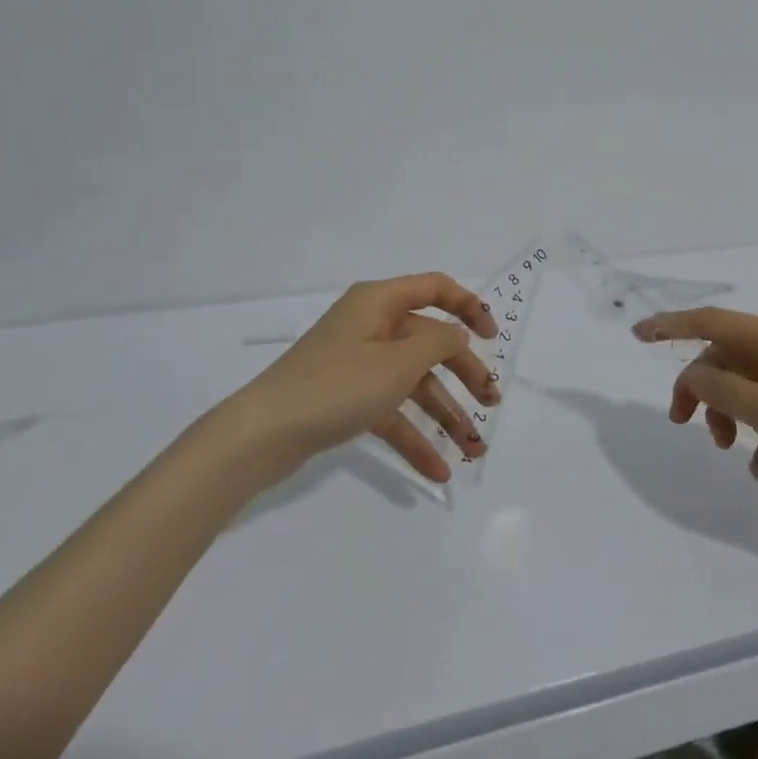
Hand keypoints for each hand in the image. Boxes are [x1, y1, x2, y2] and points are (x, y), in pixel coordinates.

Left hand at [227, 273, 499, 483]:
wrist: (263, 435)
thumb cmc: (337, 385)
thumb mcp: (398, 362)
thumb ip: (438, 343)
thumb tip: (458, 333)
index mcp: (380, 302)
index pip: (435, 288)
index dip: (469, 306)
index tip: (494, 336)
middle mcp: (371, 327)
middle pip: (430, 342)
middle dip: (463, 374)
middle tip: (491, 403)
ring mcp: (358, 364)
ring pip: (414, 383)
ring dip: (444, 414)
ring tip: (473, 451)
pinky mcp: (348, 399)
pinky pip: (392, 411)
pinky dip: (414, 436)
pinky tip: (438, 469)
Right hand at [635, 307, 757, 511]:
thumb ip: (724, 391)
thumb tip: (692, 373)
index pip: (711, 321)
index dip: (671, 325)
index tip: (637, 335)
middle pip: (727, 357)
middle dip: (702, 389)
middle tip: (685, 425)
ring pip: (749, 386)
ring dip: (733, 417)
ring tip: (735, 454)